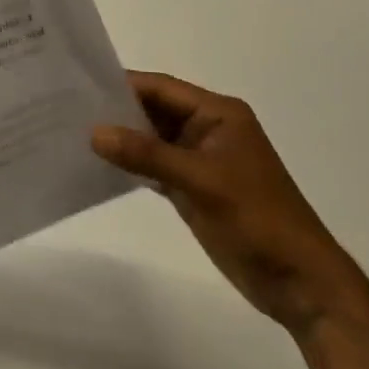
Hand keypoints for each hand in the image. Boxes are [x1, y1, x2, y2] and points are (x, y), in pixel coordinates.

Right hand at [92, 72, 367, 335]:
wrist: (301, 284)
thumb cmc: (258, 220)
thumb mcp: (201, 182)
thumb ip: (147, 155)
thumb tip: (94, 132)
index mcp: (219, 114)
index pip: (162, 88)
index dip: (123, 84)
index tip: (79, 84)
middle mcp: (208, 129)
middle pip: (154, 110)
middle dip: (117, 110)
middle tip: (67, 107)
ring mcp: (200, 160)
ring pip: (152, 139)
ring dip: (122, 138)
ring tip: (74, 133)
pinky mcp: (194, 188)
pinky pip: (155, 166)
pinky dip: (132, 165)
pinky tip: (99, 165)